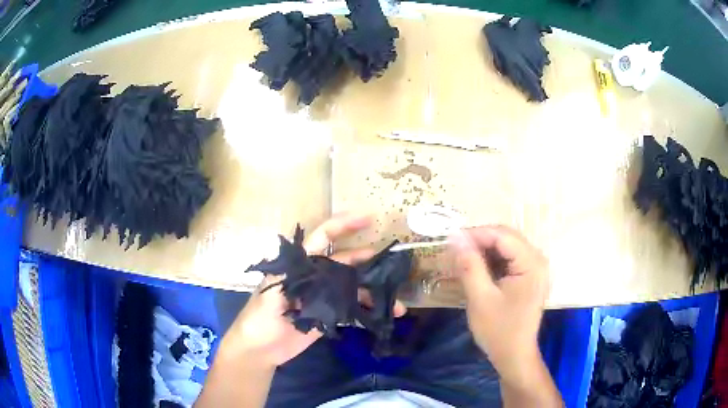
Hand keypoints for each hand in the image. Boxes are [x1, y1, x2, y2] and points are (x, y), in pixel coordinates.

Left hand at [225, 214, 406, 368]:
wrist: (259, 350)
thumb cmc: (258, 319)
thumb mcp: (271, 296)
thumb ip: (295, 279)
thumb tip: (319, 268)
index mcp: (298, 265)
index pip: (322, 237)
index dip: (343, 224)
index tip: (368, 217)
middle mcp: (314, 276)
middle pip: (344, 261)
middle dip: (367, 259)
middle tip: (391, 263)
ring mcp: (322, 296)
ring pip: (351, 286)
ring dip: (372, 291)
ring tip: (395, 300)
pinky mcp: (327, 315)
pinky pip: (351, 308)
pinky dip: (367, 309)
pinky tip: (383, 314)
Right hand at [450, 225, 548, 386]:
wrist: (514, 355)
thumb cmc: (498, 330)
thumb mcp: (480, 298)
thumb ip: (469, 266)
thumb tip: (456, 238)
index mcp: (531, 263)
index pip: (502, 236)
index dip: (475, 234)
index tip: (450, 240)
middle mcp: (538, 260)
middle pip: (506, 237)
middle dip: (480, 240)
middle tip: (455, 250)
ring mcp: (535, 268)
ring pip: (507, 246)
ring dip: (485, 249)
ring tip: (463, 259)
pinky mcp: (530, 276)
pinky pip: (510, 258)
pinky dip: (493, 259)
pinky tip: (478, 268)